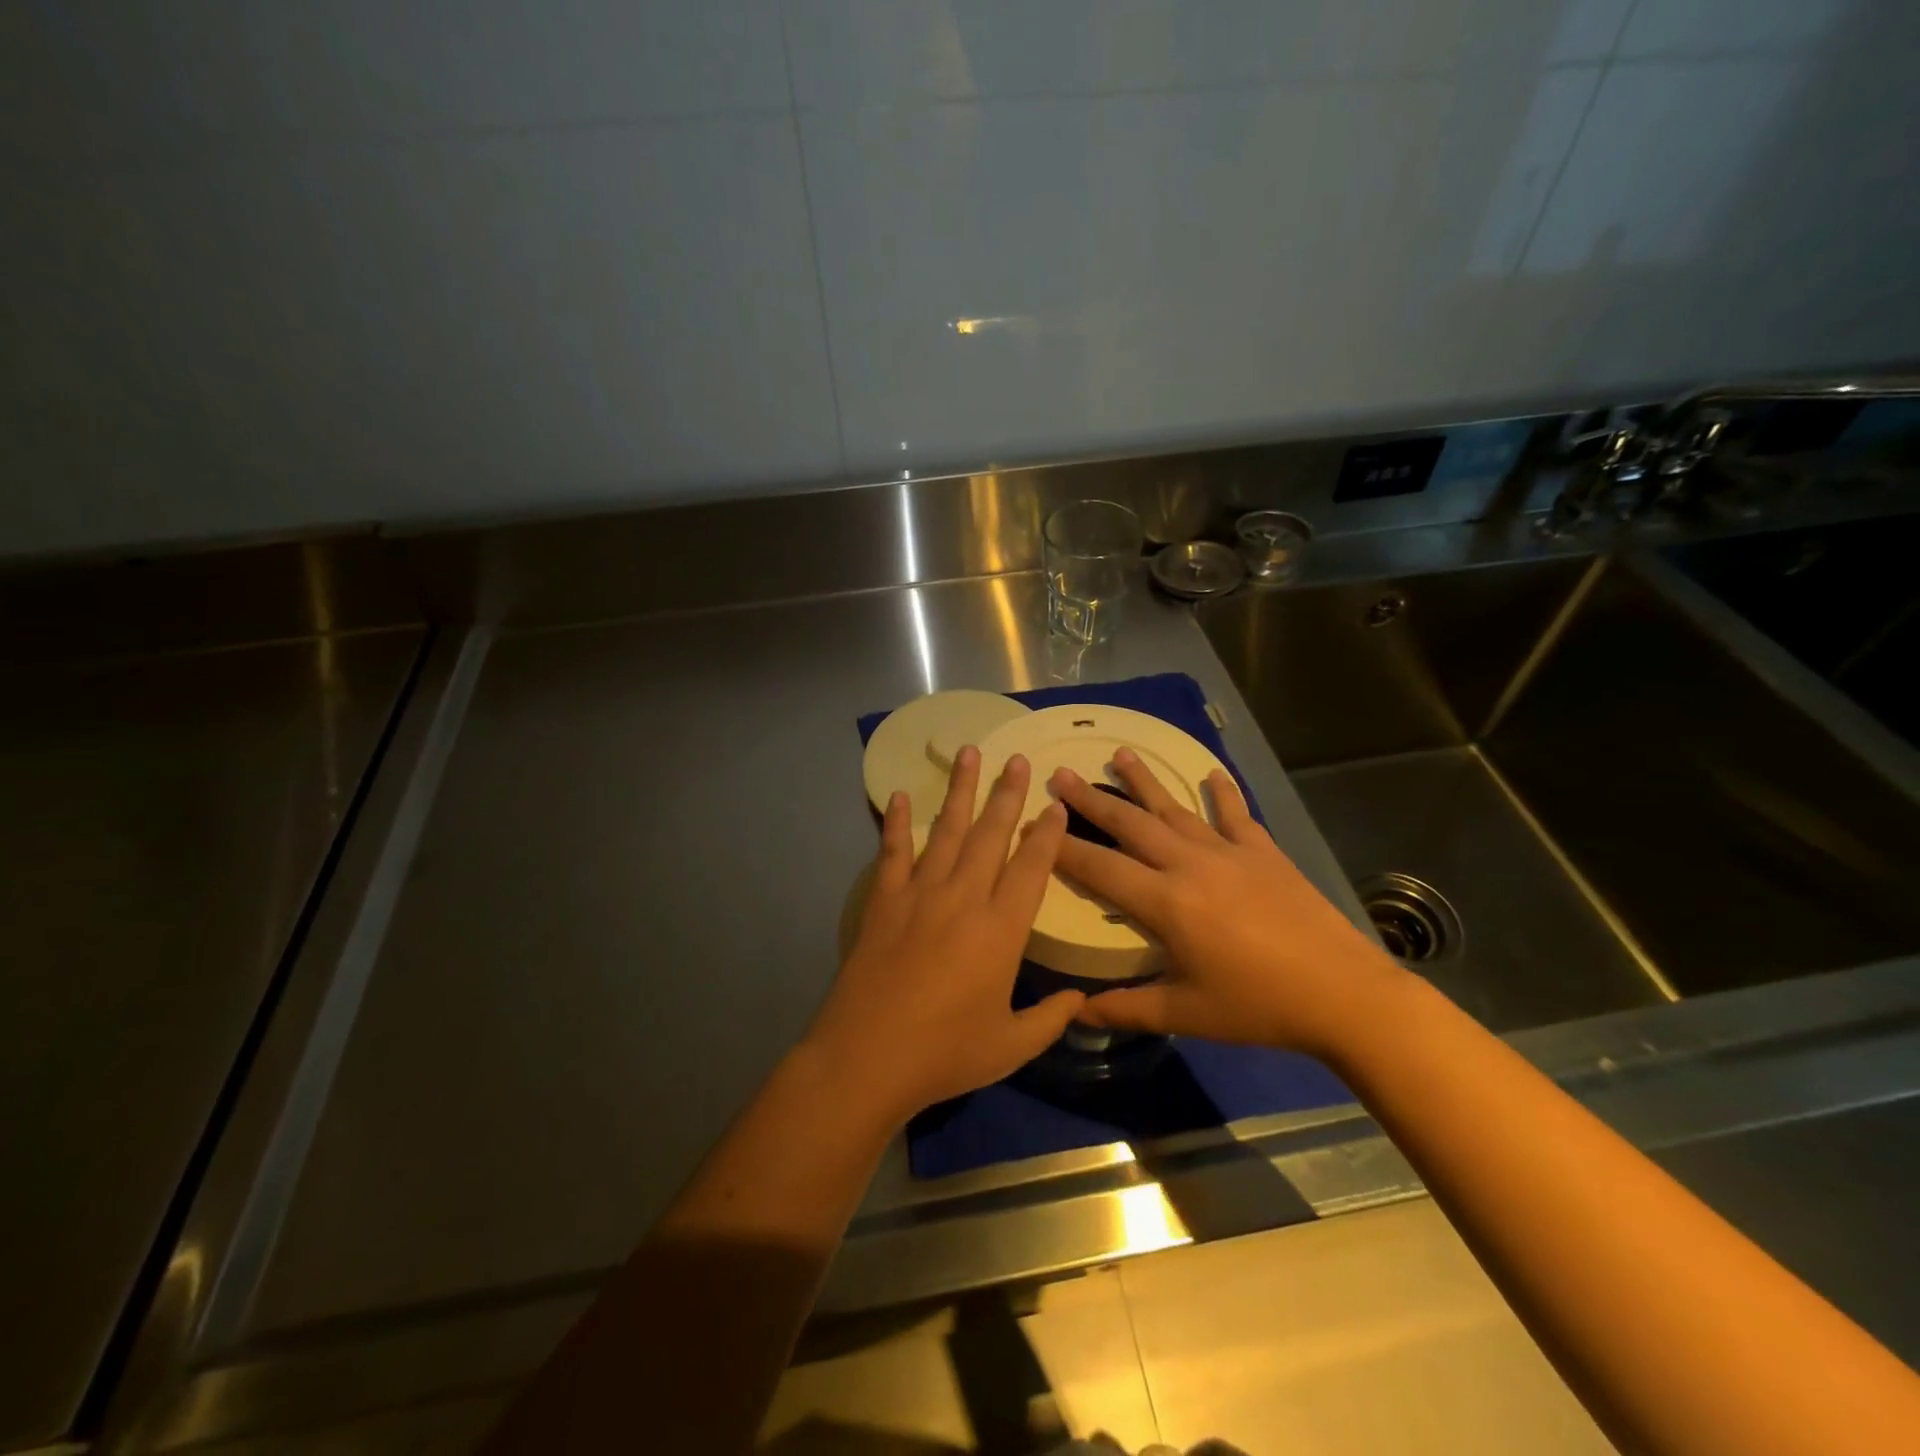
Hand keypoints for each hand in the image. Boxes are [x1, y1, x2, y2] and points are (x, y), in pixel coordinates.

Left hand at [806, 747, 1083, 1125]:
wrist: (867, 1058)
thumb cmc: (945, 1054)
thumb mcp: (1011, 1046)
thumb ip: (1050, 1019)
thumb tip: (1080, 1000)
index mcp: (1001, 930)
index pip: (1032, 867)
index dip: (1047, 834)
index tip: (1055, 805)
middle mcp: (964, 898)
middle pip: (991, 834)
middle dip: (1007, 794)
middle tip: (1019, 760)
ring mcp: (920, 894)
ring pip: (946, 831)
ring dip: (960, 791)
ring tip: (969, 753)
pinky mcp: (884, 901)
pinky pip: (893, 852)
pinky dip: (896, 823)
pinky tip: (898, 796)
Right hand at [1049, 749, 1408, 1060]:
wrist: (1344, 994)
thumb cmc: (1258, 1006)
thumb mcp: (1186, 1014)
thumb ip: (1126, 1008)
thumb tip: (1075, 1012)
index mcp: (1165, 902)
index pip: (1099, 867)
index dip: (1061, 849)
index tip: (1033, 827)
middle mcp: (1189, 864)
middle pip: (1129, 823)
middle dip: (1090, 799)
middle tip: (1060, 774)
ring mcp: (1229, 852)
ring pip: (1174, 808)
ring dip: (1143, 781)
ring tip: (1119, 753)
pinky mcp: (1264, 852)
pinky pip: (1236, 815)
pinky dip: (1223, 792)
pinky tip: (1212, 772)